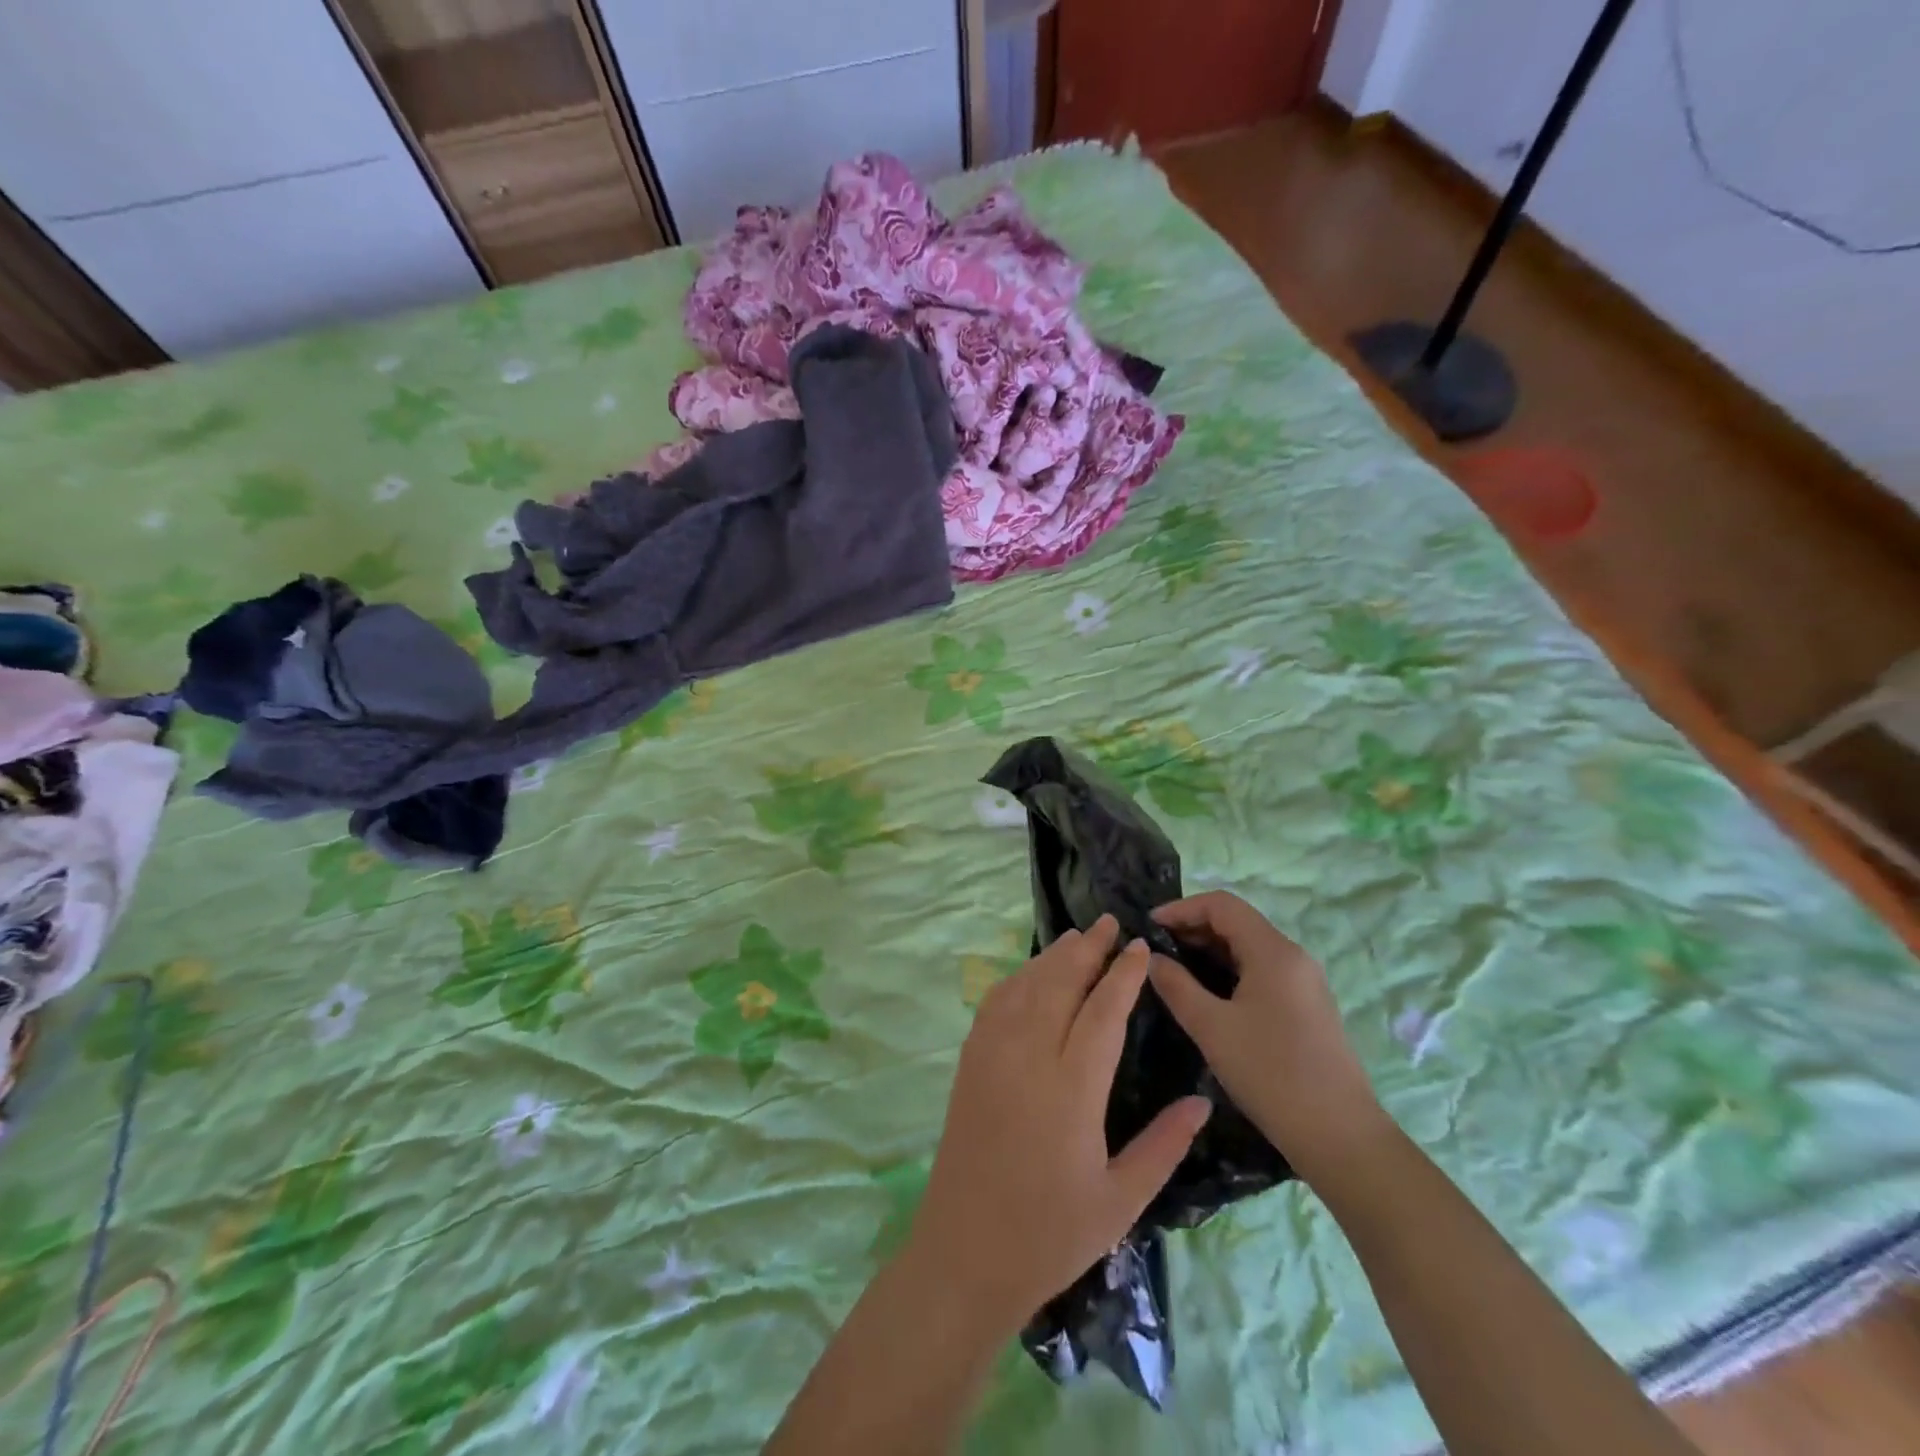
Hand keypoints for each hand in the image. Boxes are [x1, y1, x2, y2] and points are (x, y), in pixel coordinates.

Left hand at [905, 914, 1211, 1331]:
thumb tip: (1202, 1100)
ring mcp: (992, 1054)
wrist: (964, 1253)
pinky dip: (1017, 979)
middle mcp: (1028, 1056)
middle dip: (1088, 949)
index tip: (1140, 946)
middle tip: (1111, 922)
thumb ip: (1164, 1145)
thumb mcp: (1121, 1200)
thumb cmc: (1050, 1233)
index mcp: (1071, 1088)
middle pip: (1060, 983)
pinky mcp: (969, 1062)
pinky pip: (995, 1003)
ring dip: (1053, 957)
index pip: (1102, 1012)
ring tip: (1078, 939)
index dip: (1123, 975)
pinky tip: (1031, 975)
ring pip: (1025, 986)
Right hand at [1147, 892, 1382, 1181]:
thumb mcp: (1211, 1028)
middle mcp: (1293, 956)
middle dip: (1193, 928)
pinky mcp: (1306, 1006)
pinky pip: (1261, 970)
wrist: (1340, 1137)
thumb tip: (1151, 958)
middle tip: (1155, 950)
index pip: (1222, 904)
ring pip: (1248, 948)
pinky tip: (1207, 995)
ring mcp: (1304, 982)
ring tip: (1174, 970)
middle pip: (1237, 922)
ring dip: (1209, 951)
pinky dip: (1229, 970)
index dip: (1181, 908)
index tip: (1148, 927)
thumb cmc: (1271, 1074)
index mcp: (1273, 951)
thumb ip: (1176, 986)